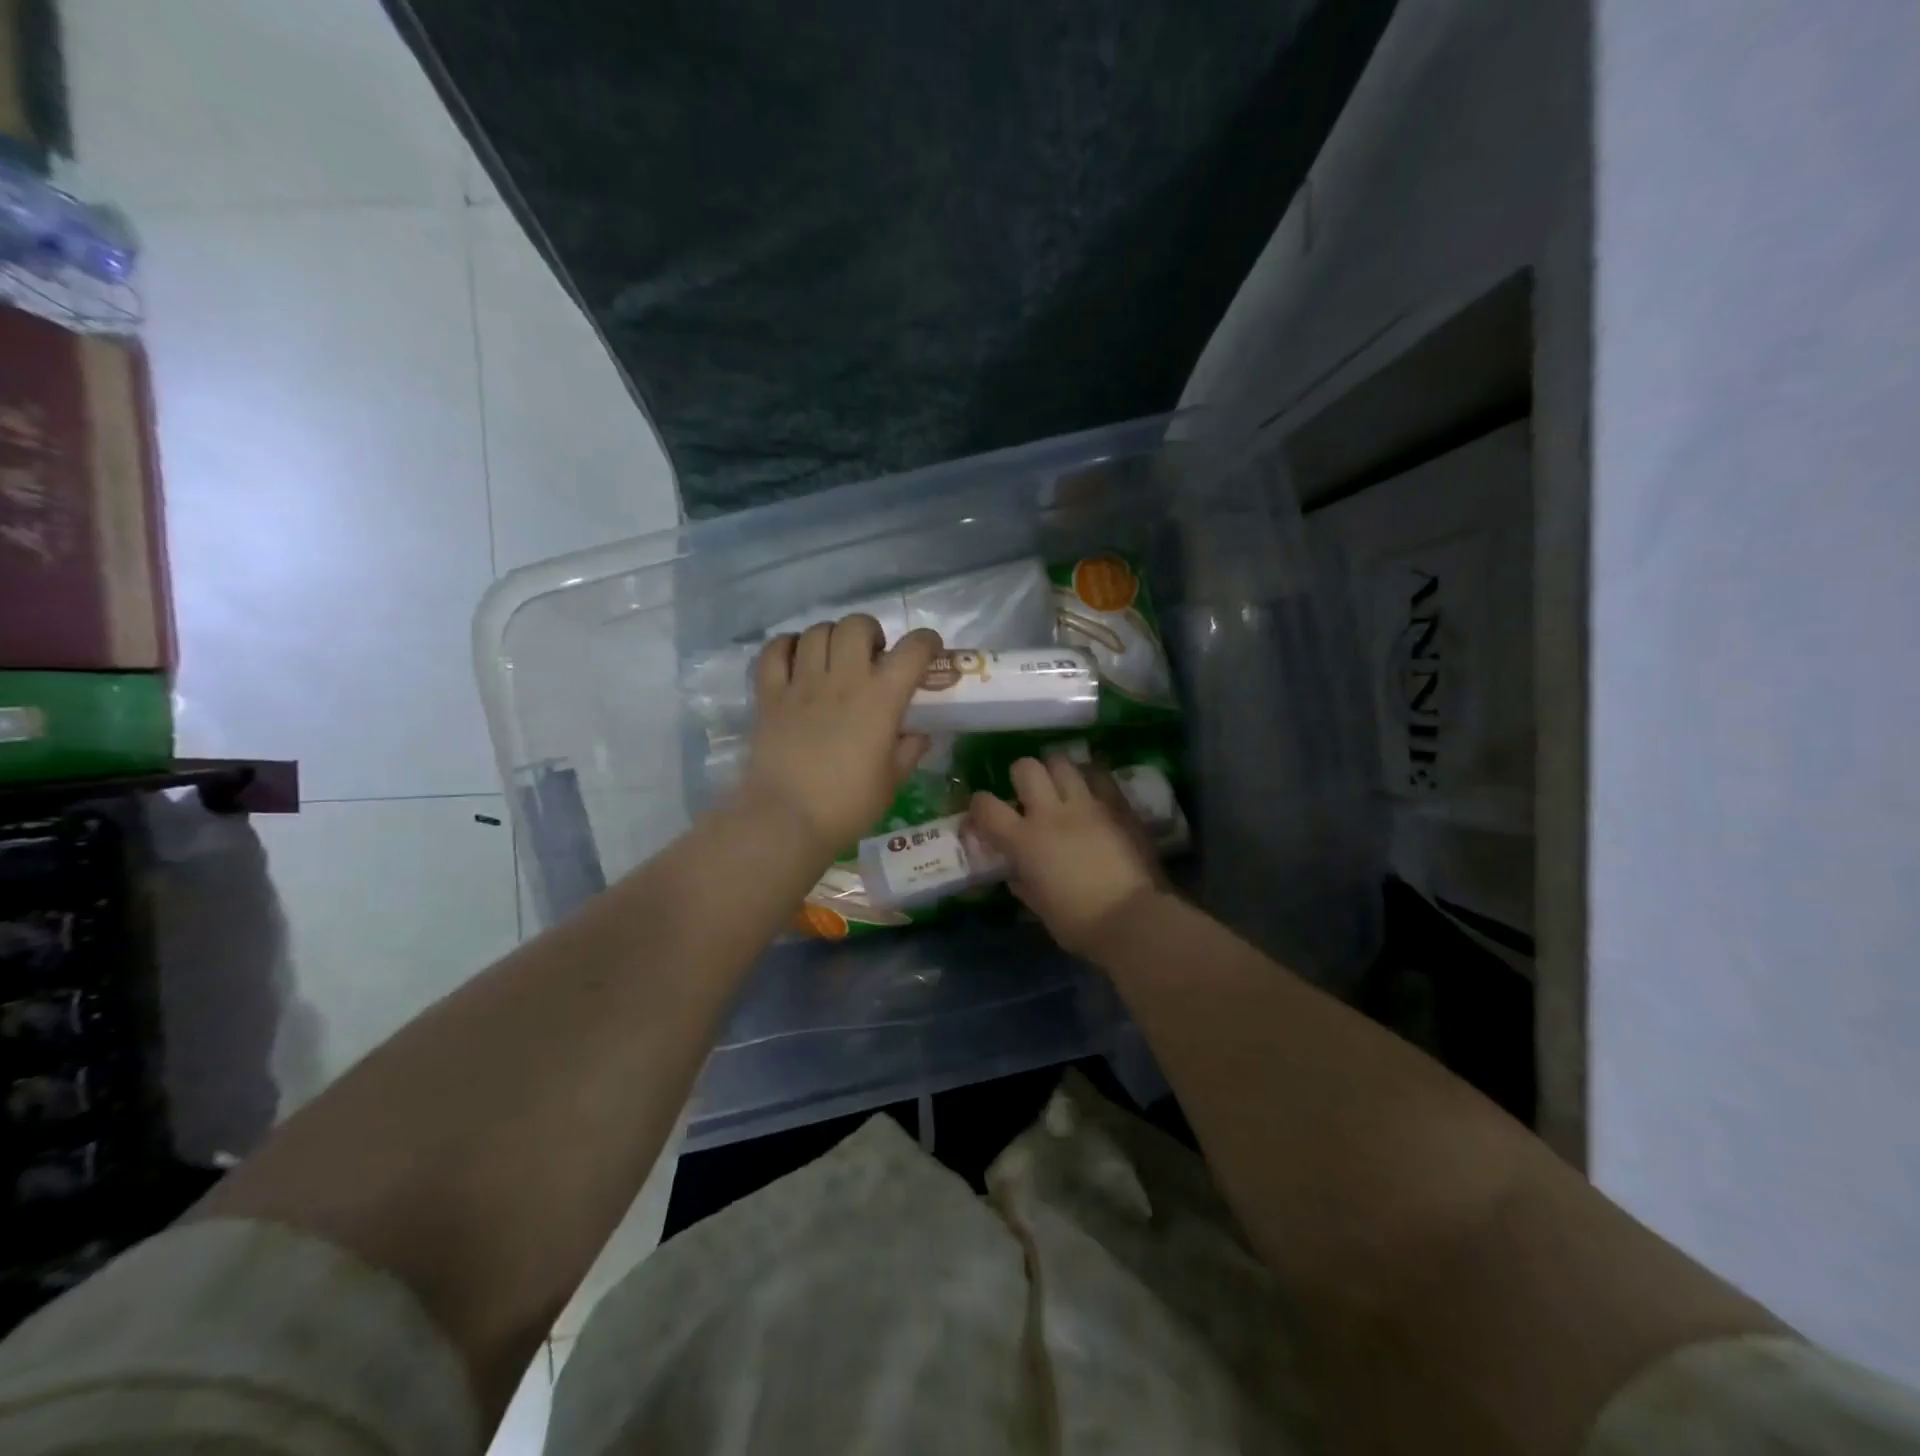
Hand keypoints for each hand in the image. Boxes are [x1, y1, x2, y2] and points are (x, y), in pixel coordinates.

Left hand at [741, 615, 942, 853]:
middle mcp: (842, 680)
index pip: (912, 650)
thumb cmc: (848, 805)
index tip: (928, 650)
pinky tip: (796, 660)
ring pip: (816, 631)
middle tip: (871, 656)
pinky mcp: (769, 695)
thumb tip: (917, 734)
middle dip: (870, 632)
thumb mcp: (892, 781)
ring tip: (833, 659)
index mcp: (880, 699)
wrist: (786, 819)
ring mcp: (801, 684)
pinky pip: (774, 651)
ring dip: (831, 638)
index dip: (926, 642)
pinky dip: (787, 646)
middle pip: (856, 625)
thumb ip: (908, 750)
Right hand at [968, 754, 1164, 956]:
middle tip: (1027, 793)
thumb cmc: (1079, 923)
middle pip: (1026, 767)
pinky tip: (1091, 791)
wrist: (1133, 919)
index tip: (983, 816)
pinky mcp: (1117, 805)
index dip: (978, 806)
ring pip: (1062, 762)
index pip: (986, 806)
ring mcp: (1087, 805)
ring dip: (1055, 772)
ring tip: (1060, 787)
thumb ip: (1024, 883)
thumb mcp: (1040, 908)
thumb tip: (1016, 873)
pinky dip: (1090, 778)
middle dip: (1021, 775)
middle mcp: (1051, 813)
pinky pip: (1099, 775)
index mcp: (1024, 841)